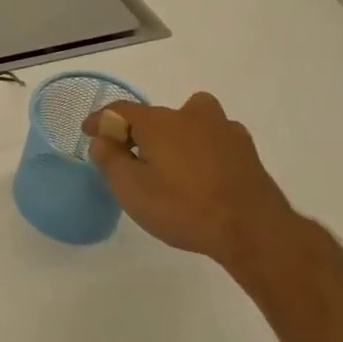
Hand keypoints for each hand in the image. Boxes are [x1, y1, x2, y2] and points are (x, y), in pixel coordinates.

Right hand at [83, 91, 299, 266]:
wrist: (253, 231)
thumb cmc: (183, 207)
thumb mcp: (130, 189)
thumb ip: (110, 159)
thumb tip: (103, 139)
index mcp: (159, 122)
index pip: (119, 111)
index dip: (100, 120)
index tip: (88, 132)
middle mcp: (191, 116)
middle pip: (156, 114)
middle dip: (138, 130)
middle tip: (129, 155)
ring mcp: (224, 131)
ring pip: (191, 119)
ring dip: (176, 132)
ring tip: (170, 160)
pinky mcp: (246, 151)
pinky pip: (213, 138)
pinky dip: (201, 147)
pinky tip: (201, 172)